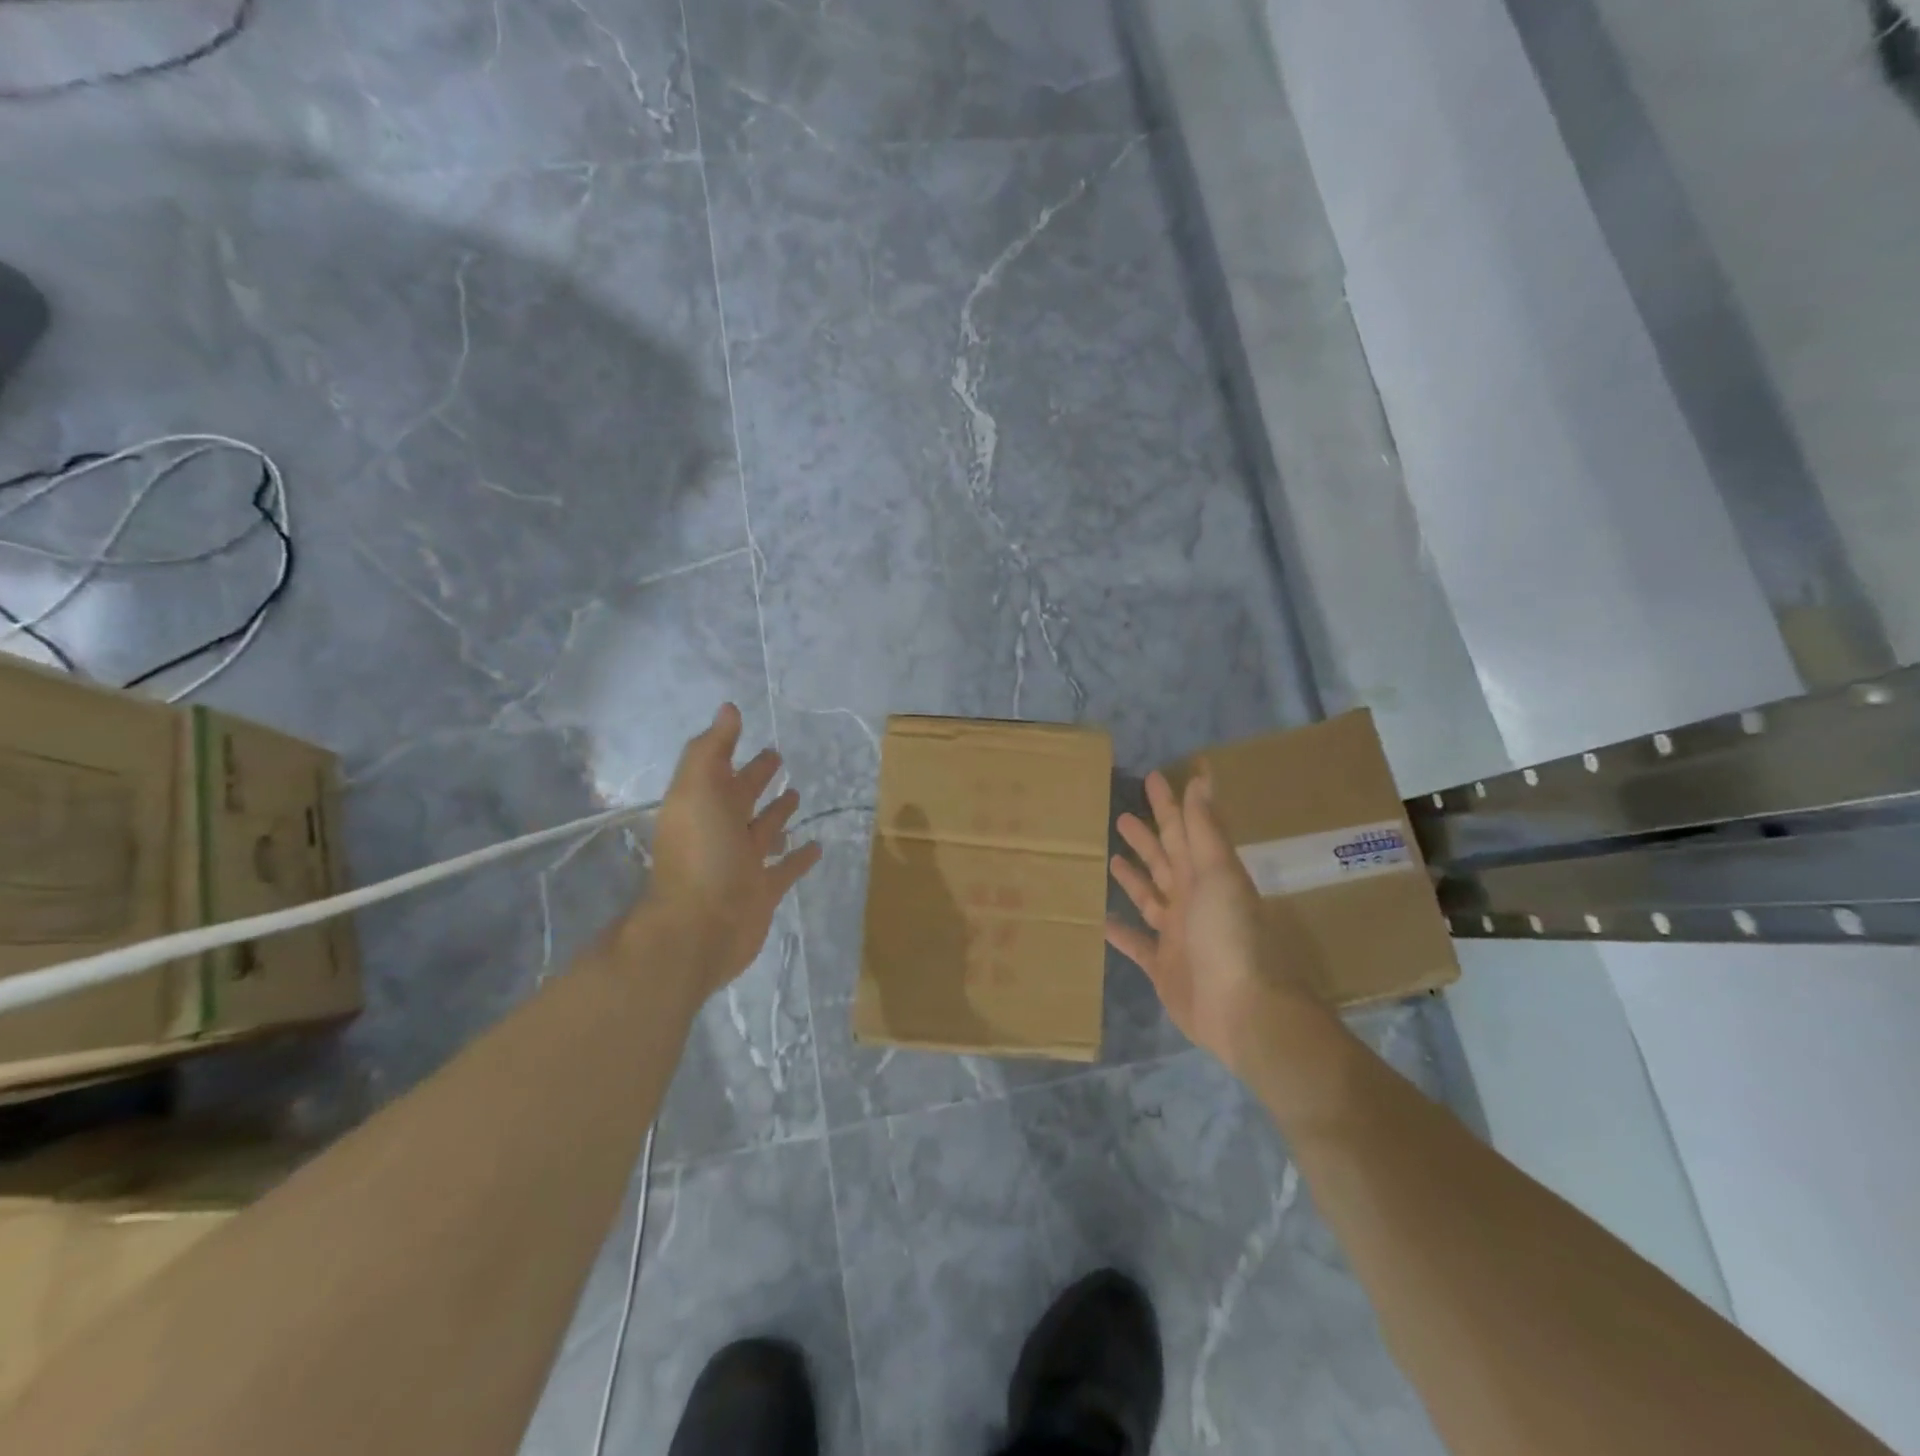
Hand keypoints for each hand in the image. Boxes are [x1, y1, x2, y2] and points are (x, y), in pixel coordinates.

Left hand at [634, 703, 822, 998]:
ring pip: (764, 831)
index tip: (752, 731)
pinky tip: (818, 846)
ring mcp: (742, 863)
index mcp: (703, 805)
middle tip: (779, 758)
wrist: (700, 928)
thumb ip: (711, 749)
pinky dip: (800, 857)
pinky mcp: (763, 891)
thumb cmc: (700, 854)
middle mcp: (721, 831)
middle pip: (742, 797)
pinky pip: (786, 868)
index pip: (721, 771)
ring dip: (779, 813)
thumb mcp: (698, 790)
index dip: (734, 751)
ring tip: (798, 795)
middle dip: (758, 778)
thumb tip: (728, 708)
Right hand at [1106, 767, 1313, 1074]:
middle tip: (1121, 815)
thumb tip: (1200, 779)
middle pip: (1164, 861)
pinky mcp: (1162, 967)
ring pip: (1150, 897)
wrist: (1241, 1010)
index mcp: (1206, 875)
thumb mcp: (1219, 875)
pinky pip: (1137, 943)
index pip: (1182, 830)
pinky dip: (1121, 933)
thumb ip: (1204, 830)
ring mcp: (1176, 934)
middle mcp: (1192, 900)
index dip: (1168, 804)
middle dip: (1147, 837)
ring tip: (1111, 857)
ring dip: (1133, 877)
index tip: (1153, 777)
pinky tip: (1101, 920)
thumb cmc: (1229, 935)